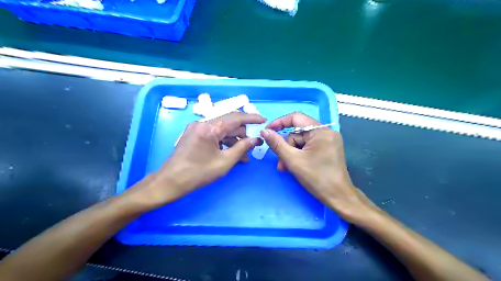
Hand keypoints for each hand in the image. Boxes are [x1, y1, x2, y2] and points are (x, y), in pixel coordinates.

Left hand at [132, 112, 265, 207]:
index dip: (252, 118)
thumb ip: (242, 148)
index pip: (236, 117)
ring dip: (234, 140)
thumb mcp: (224, 162)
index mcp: (209, 127)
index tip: (263, 120)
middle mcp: (202, 123)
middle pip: (229, 123)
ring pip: (222, 130)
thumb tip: (255, 140)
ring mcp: (197, 128)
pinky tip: (232, 153)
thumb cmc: (198, 173)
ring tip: (244, 155)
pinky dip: (224, 142)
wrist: (170, 182)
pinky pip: (214, 134)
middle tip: (254, 144)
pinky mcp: (194, 134)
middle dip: (243, 133)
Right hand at [263, 111, 375, 222]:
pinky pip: (308, 147)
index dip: (279, 122)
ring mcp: (328, 141)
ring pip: (302, 141)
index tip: (267, 130)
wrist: (338, 197)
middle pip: (298, 133)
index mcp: (320, 131)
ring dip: (291, 153)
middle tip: (281, 162)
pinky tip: (294, 166)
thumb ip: (277, 144)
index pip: (296, 118)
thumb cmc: (317, 178)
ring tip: (286, 168)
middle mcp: (326, 132)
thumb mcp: (293, 160)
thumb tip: (264, 131)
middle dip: (287, 147)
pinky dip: (299, 155)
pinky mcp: (328, 149)